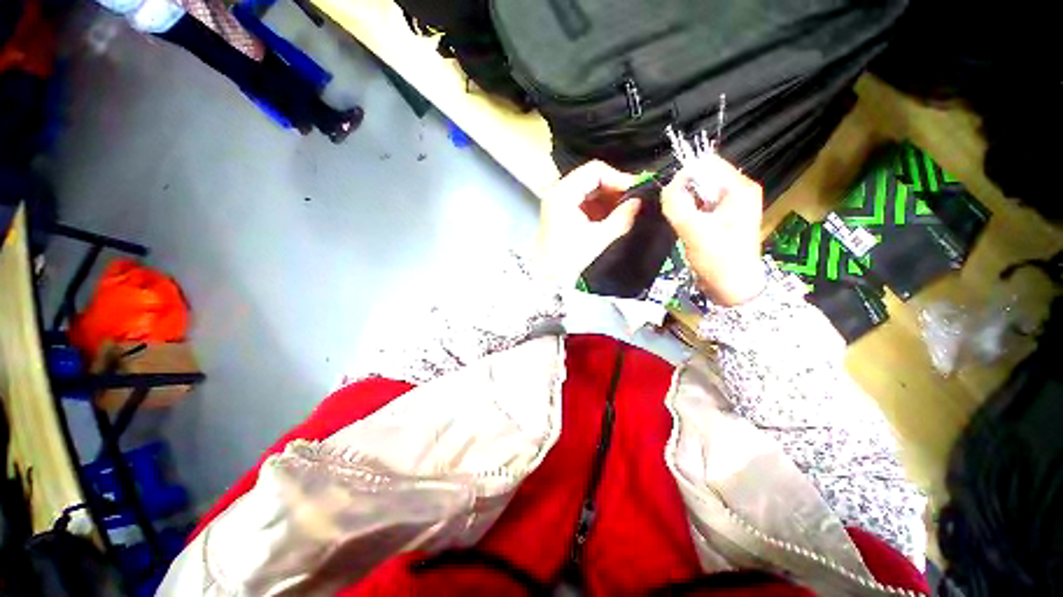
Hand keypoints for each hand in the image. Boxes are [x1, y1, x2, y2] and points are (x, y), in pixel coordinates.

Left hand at [537, 161, 639, 285]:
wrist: (547, 277)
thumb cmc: (568, 259)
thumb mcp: (599, 238)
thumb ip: (622, 218)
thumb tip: (640, 202)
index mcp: (563, 194)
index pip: (595, 171)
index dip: (619, 178)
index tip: (636, 190)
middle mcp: (558, 191)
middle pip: (592, 177)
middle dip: (615, 187)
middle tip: (634, 199)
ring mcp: (558, 200)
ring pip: (589, 188)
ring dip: (608, 196)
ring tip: (625, 208)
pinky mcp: (561, 211)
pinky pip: (584, 200)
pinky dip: (599, 205)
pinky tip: (612, 215)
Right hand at [661, 155, 765, 305]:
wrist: (733, 288)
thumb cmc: (717, 259)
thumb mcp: (692, 229)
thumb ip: (676, 203)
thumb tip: (668, 185)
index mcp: (739, 188)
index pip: (707, 163)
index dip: (684, 175)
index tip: (671, 197)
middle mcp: (740, 190)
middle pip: (704, 176)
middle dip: (684, 190)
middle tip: (676, 212)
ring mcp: (734, 204)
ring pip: (701, 191)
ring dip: (686, 202)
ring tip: (682, 221)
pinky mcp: (726, 217)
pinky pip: (703, 204)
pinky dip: (691, 211)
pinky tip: (687, 226)